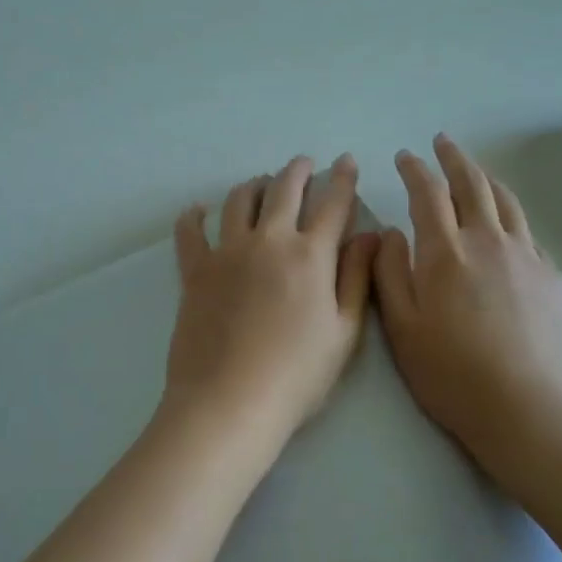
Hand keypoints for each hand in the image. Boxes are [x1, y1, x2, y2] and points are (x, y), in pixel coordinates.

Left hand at [162, 156, 379, 452]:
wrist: (230, 400)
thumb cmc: (297, 374)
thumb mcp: (344, 332)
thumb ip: (358, 278)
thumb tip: (370, 236)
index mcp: (310, 255)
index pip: (333, 204)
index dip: (343, 179)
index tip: (346, 161)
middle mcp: (268, 240)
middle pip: (284, 190)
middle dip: (298, 170)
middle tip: (304, 163)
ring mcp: (227, 251)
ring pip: (239, 200)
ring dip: (254, 184)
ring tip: (261, 183)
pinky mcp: (195, 270)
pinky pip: (190, 231)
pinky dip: (194, 216)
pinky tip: (198, 210)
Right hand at [373, 134, 561, 487]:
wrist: (526, 407)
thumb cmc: (451, 371)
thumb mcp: (401, 326)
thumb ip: (389, 272)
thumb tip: (389, 232)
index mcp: (445, 251)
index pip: (428, 193)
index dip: (415, 170)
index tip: (405, 157)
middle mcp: (488, 241)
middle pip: (472, 184)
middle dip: (454, 158)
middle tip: (442, 143)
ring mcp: (526, 256)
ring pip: (505, 201)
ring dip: (486, 178)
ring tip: (475, 169)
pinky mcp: (550, 277)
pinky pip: (528, 231)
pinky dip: (511, 213)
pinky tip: (506, 223)